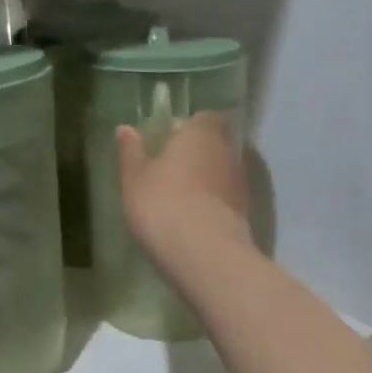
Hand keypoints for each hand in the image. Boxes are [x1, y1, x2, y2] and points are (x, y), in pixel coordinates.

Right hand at [115, 111, 251, 275]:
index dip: (191, 125)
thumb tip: (125, 129)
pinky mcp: (246, 214)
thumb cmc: (163, 203)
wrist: (205, 255)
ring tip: (183, 196)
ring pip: (223, 171)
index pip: (206, 117)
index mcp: (201, 134)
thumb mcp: (134, 177)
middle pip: (217, 143)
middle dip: (200, 151)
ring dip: (208, 178)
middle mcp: (227, 152)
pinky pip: (227, 198)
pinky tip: (195, 218)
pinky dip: (215, 203)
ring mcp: (240, 184)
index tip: (173, 137)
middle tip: (174, 166)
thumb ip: (131, 151)